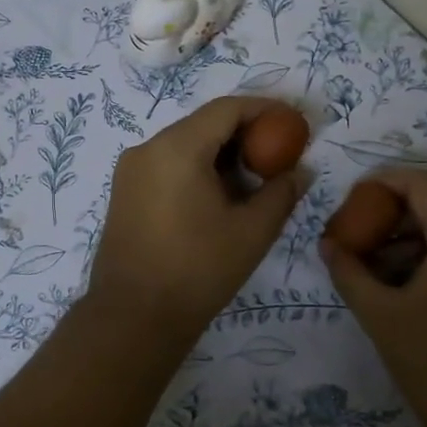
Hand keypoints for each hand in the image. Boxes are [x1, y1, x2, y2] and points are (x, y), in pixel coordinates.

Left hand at [87, 96, 302, 342]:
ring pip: (185, 144)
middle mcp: (148, 148)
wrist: (134, 318)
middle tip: (279, 153)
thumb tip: (300, 171)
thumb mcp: (252, 232)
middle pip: (204, 124)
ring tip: (255, 178)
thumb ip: (281, 193)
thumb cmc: (198, 271)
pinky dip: (198, 168)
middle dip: (244, 133)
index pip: (226, 109)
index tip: (293, 122)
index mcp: (176, 148)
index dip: (264, 109)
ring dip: (221, 153)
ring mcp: (131, 170)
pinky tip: (221, 196)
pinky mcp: (125, 192)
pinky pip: (168, 164)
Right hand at [319, 168, 426, 426]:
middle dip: (400, 205)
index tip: (354, 199)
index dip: (385, 182)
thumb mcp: (382, 316)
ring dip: (419, 228)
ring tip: (379, 257)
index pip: (423, 184)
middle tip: (364, 225)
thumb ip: (350, 272)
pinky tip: (408, 280)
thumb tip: (327, 245)